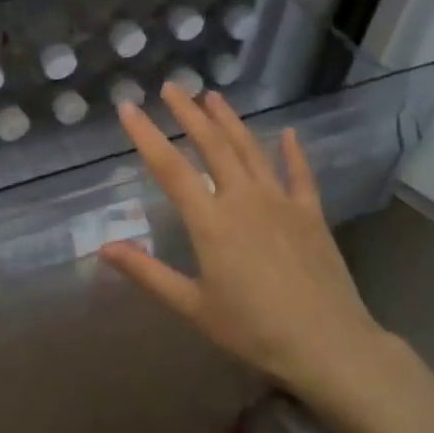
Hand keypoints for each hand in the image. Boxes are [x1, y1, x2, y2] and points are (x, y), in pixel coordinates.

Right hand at [100, 84, 411, 432]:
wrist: (329, 345)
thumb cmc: (254, 330)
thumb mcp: (192, 306)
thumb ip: (147, 273)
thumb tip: (104, 248)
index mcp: (211, 221)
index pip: (170, 168)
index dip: (146, 135)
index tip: (128, 107)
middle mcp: (244, 199)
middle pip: (212, 145)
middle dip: (189, 113)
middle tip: (172, 87)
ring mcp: (281, 202)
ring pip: (251, 150)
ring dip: (231, 121)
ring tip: (213, 96)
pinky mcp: (311, 213)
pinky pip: (300, 174)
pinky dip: (292, 151)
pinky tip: (287, 133)